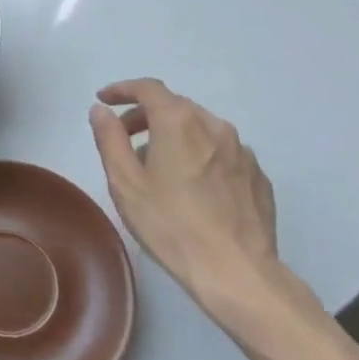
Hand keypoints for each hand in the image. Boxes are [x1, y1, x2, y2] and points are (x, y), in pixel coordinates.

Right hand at [89, 78, 288, 329]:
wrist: (236, 271)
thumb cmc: (170, 225)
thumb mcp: (125, 182)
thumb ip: (109, 139)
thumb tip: (101, 110)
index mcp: (179, 122)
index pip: (148, 88)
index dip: (122, 89)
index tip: (104, 100)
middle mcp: (214, 126)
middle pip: (175, 106)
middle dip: (145, 115)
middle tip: (124, 139)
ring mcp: (241, 150)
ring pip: (200, 129)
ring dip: (173, 135)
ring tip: (157, 168)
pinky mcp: (257, 175)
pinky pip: (221, 152)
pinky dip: (199, 155)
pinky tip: (191, 187)